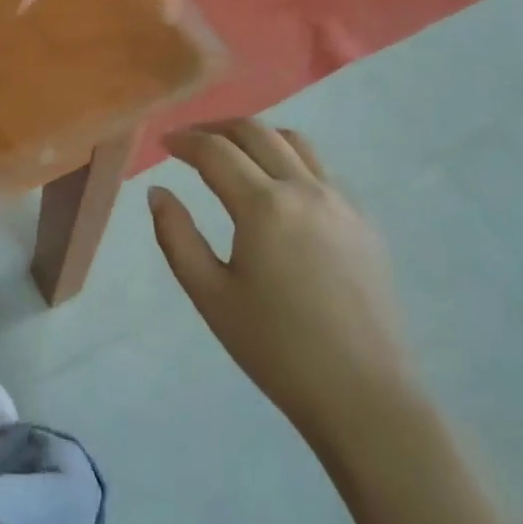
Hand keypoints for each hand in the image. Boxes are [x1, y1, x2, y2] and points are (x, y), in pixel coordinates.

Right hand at [150, 119, 419, 458]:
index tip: (164, 143)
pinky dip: (290, 159)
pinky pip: (322, 170)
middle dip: (217, 127)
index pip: (215, 151)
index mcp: (263, 206)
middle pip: (256, 132)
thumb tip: (158, 192)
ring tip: (234, 151)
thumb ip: (176, 236)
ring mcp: (341, 202)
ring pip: (295, 142)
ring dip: (257, 136)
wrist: (364, 396)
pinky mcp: (364, 222)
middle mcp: (304, 189)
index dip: (184, 141)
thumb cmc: (276, 349)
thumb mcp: (210, 295)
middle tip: (191, 140)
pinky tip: (279, 188)